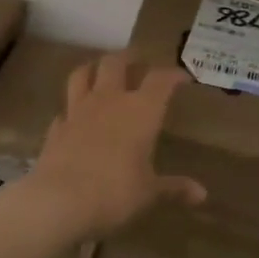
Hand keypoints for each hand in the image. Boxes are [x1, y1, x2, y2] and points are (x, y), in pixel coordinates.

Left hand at [24, 53, 205, 239]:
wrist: (60, 200)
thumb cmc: (115, 192)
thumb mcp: (149, 193)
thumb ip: (174, 187)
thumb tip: (202, 194)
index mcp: (141, 111)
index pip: (160, 80)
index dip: (173, 74)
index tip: (182, 77)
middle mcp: (109, 101)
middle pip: (116, 63)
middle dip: (128, 57)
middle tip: (137, 60)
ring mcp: (78, 110)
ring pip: (82, 74)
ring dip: (93, 68)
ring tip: (100, 70)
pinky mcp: (56, 127)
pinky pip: (64, 108)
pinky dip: (71, 108)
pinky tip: (74, 115)